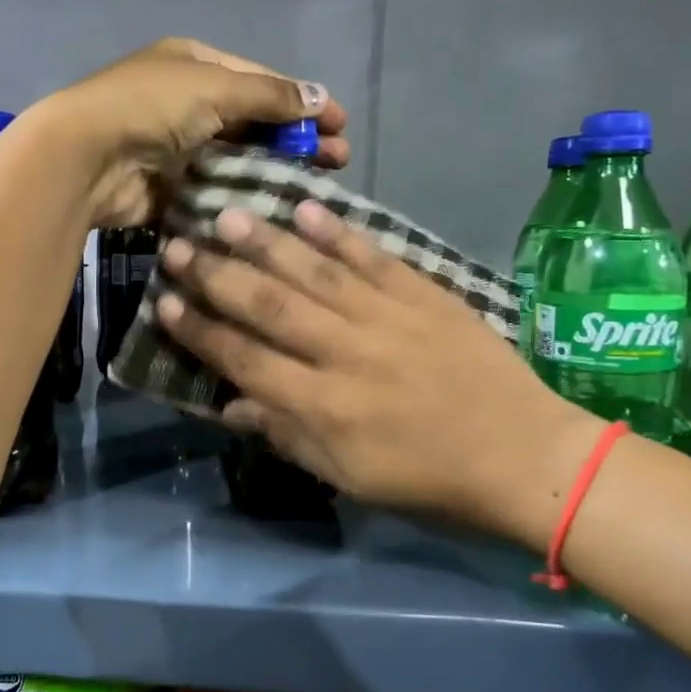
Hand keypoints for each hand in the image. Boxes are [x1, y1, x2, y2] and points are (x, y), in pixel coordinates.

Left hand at [41, 38, 349, 227]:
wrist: (87, 158)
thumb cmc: (152, 107)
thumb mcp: (216, 87)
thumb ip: (270, 96)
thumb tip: (320, 97)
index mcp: (194, 64)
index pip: (260, 80)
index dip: (302, 100)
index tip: (340, 124)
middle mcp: (186, 102)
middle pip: (252, 121)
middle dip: (295, 139)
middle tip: (337, 161)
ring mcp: (177, 147)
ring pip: (237, 158)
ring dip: (275, 170)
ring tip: (315, 188)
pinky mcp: (170, 187)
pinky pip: (216, 190)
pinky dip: (243, 196)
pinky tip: (275, 208)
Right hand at [155, 200, 605, 544]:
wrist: (525, 457)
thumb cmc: (430, 481)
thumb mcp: (350, 479)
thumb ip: (289, 437)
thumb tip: (233, 406)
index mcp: (324, 407)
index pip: (246, 360)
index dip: (201, 332)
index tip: (164, 304)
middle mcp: (346, 354)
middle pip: (269, 307)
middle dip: (216, 276)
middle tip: (176, 247)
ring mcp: (387, 319)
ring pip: (314, 273)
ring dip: (265, 242)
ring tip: (225, 214)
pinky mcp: (425, 296)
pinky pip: (373, 258)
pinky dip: (339, 233)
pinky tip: (306, 209)